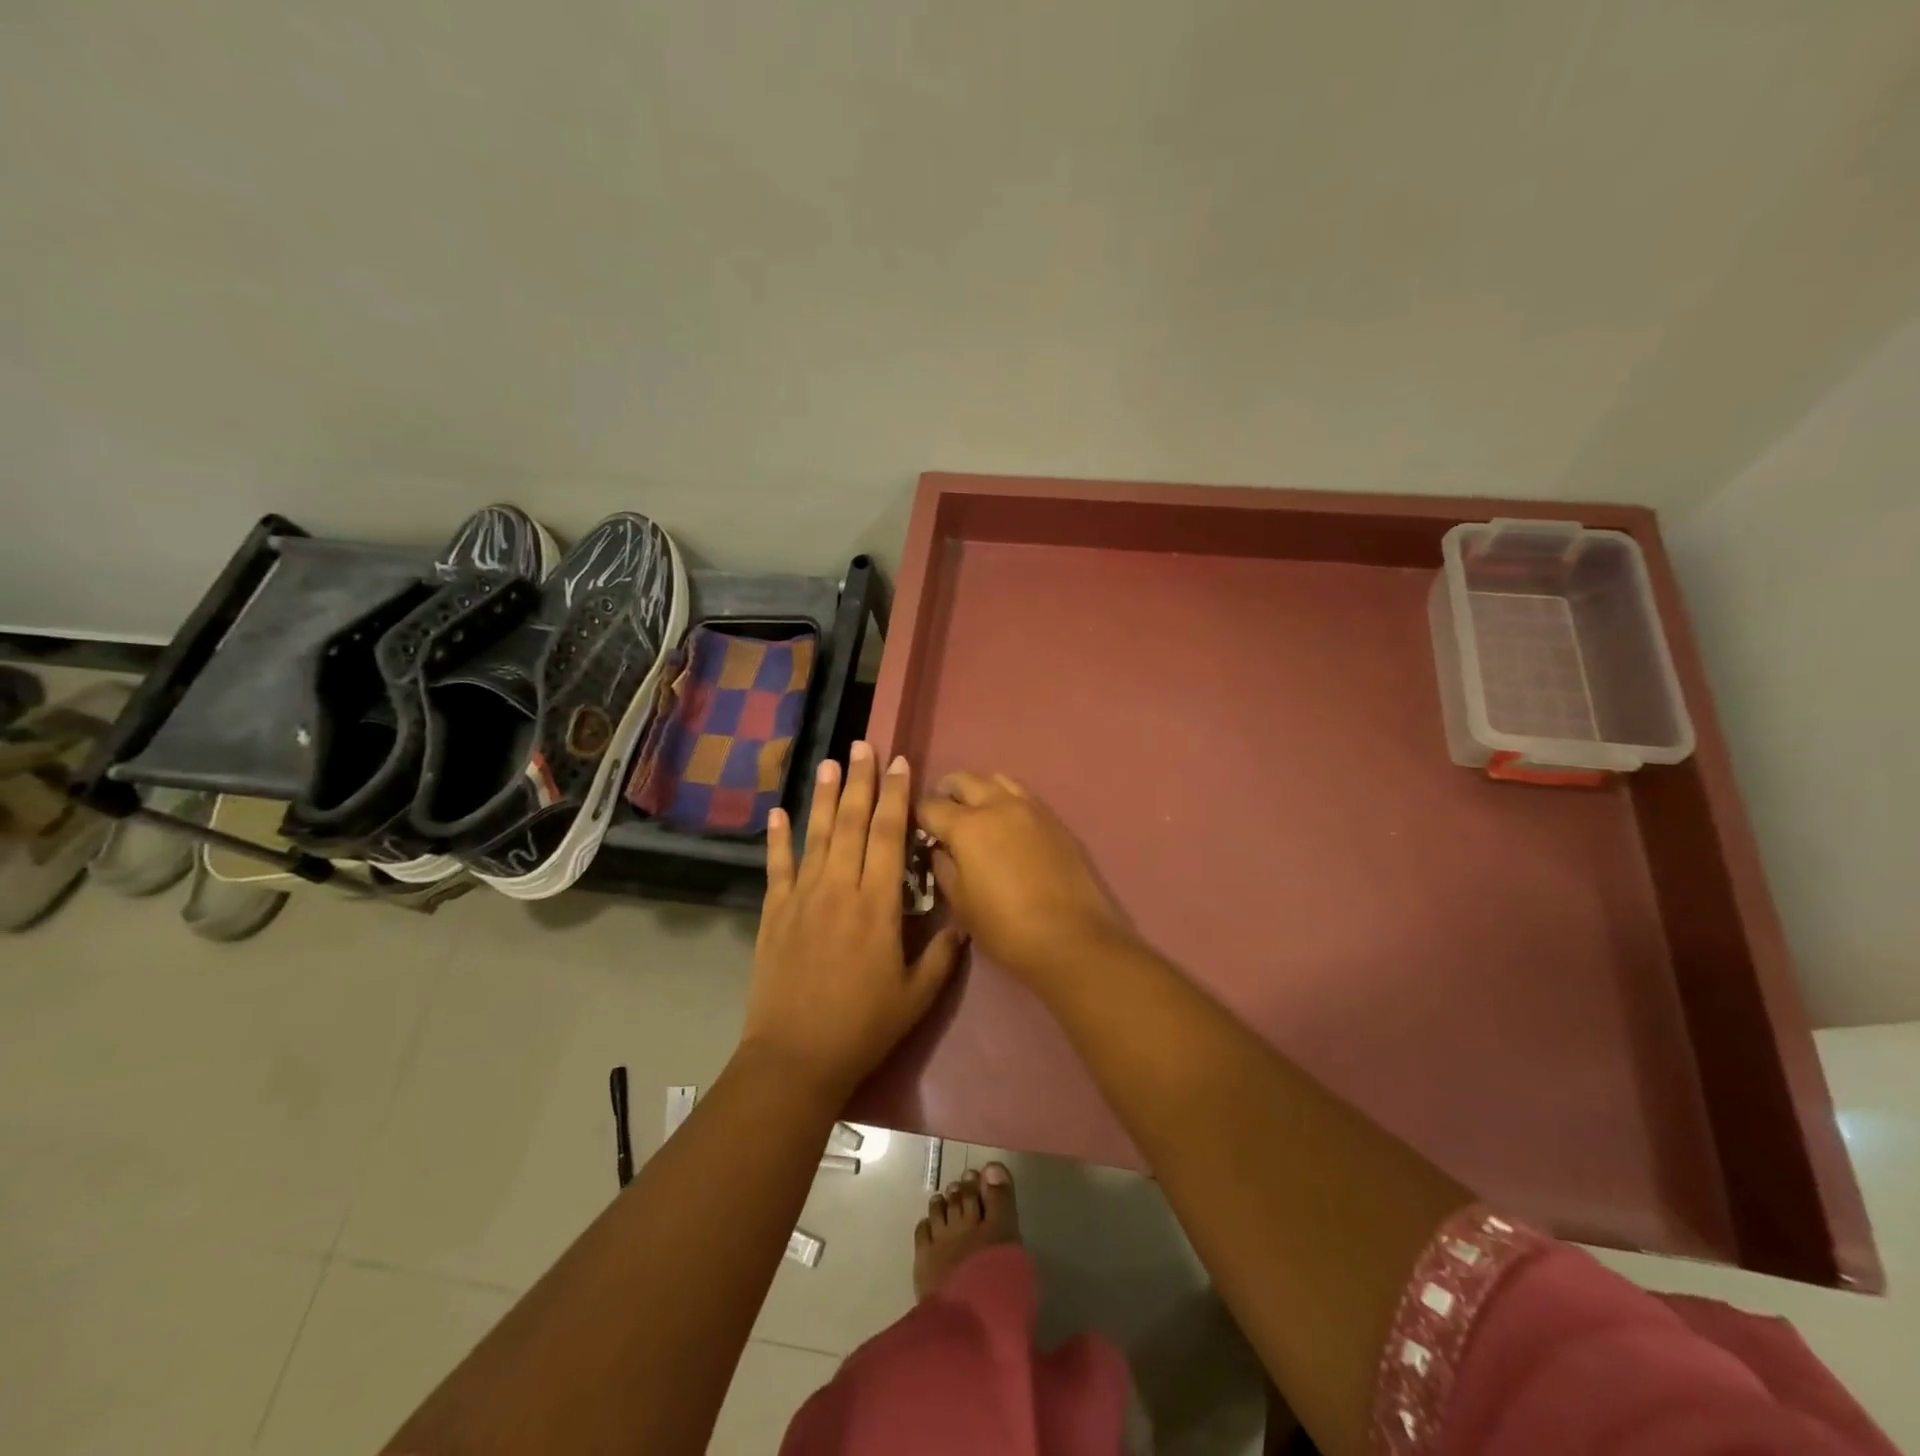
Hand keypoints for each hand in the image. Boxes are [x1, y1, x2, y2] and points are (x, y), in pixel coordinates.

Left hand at [741, 743, 965, 1103]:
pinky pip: (777, 867)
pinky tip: (778, 812)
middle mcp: (839, 888)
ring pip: (816, 835)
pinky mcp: (775, 913)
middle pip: (851, 822)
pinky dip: (778, 838)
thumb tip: (961, 921)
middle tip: (864, 744)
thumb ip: (942, 955)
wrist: (796, 1057)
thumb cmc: (863, 1027)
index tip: (900, 764)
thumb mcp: (916, 997)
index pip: (888, 835)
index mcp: (877, 905)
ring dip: (824, 796)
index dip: (895, 796)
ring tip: (830, 762)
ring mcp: (802, 897)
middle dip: (860, 781)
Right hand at [916, 772, 1130, 983]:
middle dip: (946, 792)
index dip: (919, 818)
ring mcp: (1029, 807)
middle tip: (943, 815)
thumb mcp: (961, 903)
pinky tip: (1006, 822)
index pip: (931, 806)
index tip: (919, 831)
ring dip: (979, 790)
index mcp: (967, 826)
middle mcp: (997, 805)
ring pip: (996, 779)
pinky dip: (1006, 798)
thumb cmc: (1006, 927)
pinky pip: (1022, 794)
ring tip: (976, 813)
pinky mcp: (1053, 818)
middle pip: (963, 780)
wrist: (1071, 937)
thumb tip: (940, 849)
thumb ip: (944, 868)